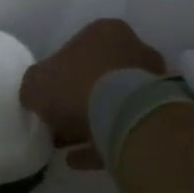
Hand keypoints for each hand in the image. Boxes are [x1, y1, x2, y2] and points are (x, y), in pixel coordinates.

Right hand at [20, 19, 167, 168]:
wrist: (127, 118)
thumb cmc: (77, 85)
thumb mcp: (36, 83)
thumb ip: (34, 86)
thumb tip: (36, 97)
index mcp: (105, 32)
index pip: (78, 48)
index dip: (58, 73)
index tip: (47, 95)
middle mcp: (134, 51)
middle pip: (98, 76)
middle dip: (77, 99)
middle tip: (56, 121)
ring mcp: (151, 83)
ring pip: (113, 103)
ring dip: (89, 123)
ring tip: (64, 145)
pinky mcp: (159, 114)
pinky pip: (124, 127)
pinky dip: (102, 142)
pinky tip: (78, 160)